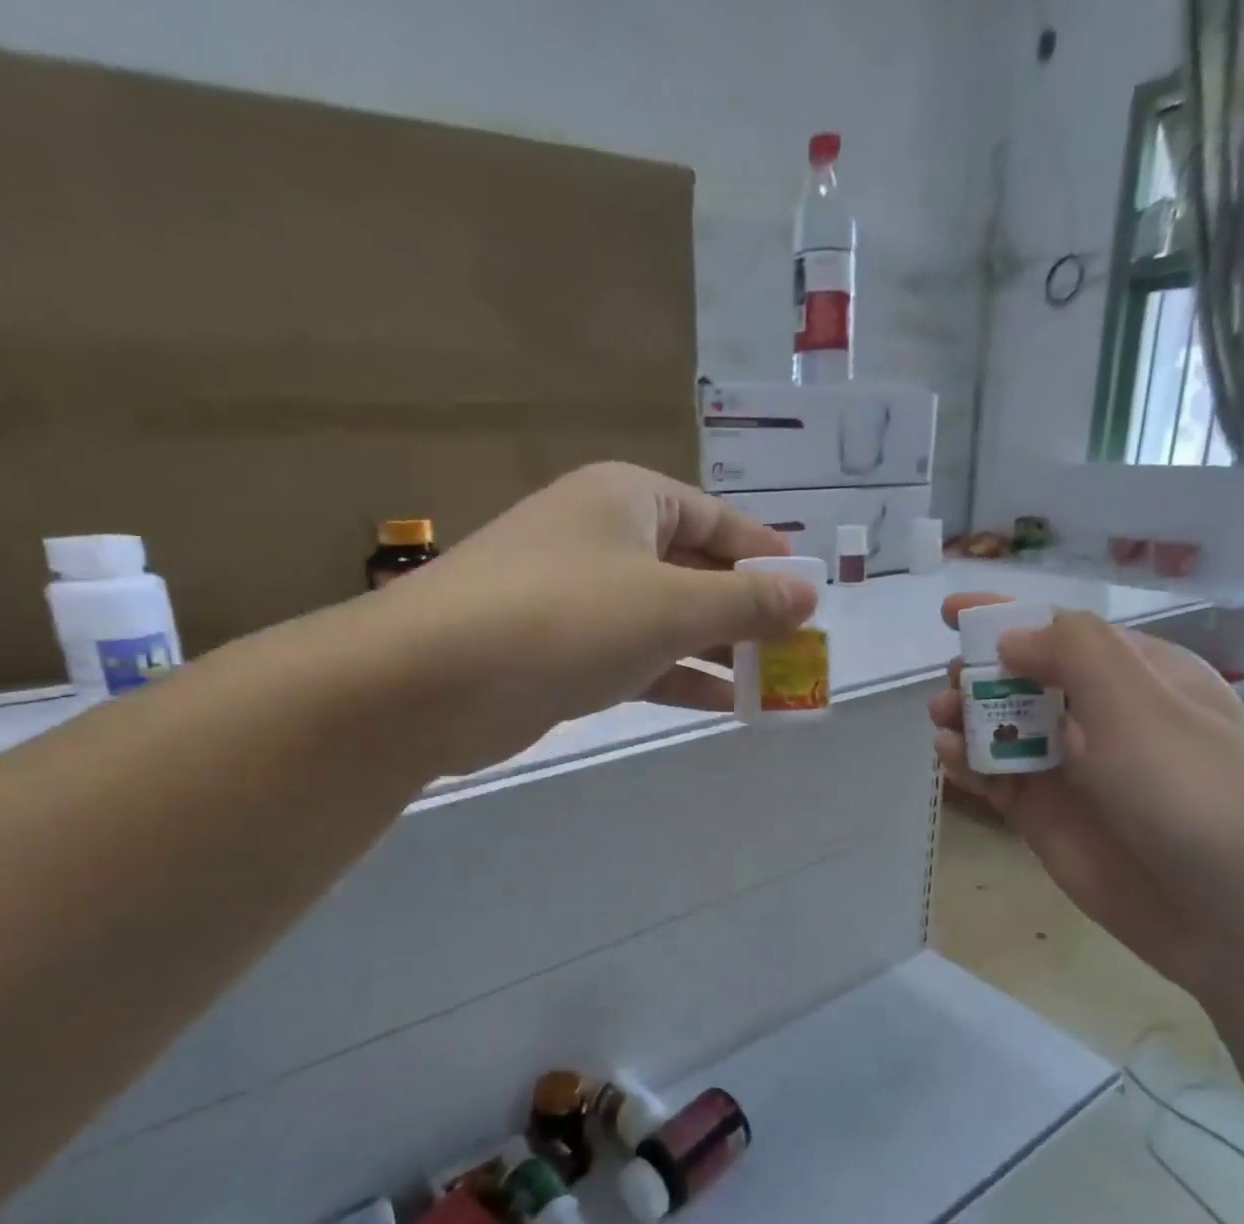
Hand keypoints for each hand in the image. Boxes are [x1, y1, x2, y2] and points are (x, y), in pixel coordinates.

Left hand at [372, 463, 816, 774]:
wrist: (434, 680)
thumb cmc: (568, 618)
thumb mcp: (672, 605)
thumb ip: (746, 602)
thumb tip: (810, 595)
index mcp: (627, 499)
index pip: (715, 518)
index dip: (765, 555)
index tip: (809, 592)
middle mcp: (602, 536)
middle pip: (693, 569)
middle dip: (745, 611)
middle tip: (797, 648)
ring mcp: (577, 596)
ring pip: (665, 618)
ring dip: (717, 650)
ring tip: (774, 683)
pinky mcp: (560, 650)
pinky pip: (636, 656)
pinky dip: (678, 676)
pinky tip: (723, 704)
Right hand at [929, 595, 1243, 1001]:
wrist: (1233, 914)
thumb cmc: (1193, 790)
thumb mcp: (1139, 703)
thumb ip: (1073, 653)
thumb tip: (1012, 639)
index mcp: (1138, 676)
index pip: (1062, 633)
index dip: (1006, 618)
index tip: (951, 613)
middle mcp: (1102, 717)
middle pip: (1025, 680)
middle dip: (982, 673)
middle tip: (952, 683)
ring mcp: (1071, 770)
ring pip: (1004, 730)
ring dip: (968, 718)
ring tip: (942, 720)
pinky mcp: (1046, 817)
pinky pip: (997, 779)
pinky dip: (969, 764)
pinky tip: (949, 757)